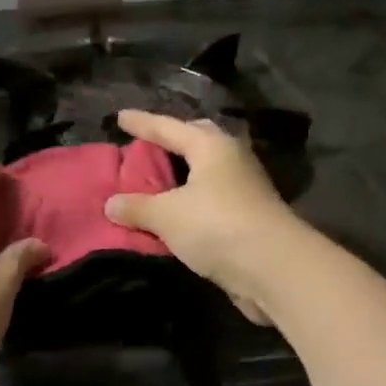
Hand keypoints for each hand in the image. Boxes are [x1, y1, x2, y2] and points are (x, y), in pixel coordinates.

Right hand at [103, 110, 307, 324]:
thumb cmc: (217, 226)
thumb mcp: (167, 215)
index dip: (142, 123)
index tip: (120, 116)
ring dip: (179, 176)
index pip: (169, 127)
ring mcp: (243, 189)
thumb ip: (137, 207)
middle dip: (171, 141)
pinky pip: (207, 201)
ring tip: (154, 180)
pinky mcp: (247, 218)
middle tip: (147, 143)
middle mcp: (231, 160)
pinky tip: (172, 214)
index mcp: (212, 146)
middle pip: (196, 142)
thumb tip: (111, 204)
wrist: (274, 269)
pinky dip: (187, 204)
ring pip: (204, 173)